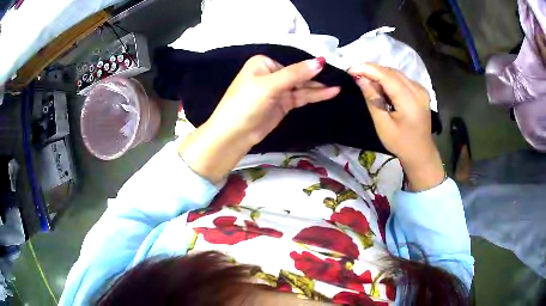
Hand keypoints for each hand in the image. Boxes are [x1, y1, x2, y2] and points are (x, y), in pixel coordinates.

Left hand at [179, 55, 339, 182]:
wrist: (233, 135)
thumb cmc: (245, 104)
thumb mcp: (270, 86)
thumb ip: (296, 74)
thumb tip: (320, 61)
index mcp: (264, 63)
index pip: (292, 60)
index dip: (311, 63)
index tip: (333, 63)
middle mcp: (272, 73)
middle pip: (299, 72)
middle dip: (318, 75)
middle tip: (341, 75)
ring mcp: (278, 89)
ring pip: (302, 85)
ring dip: (319, 86)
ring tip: (340, 84)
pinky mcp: (283, 103)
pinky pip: (302, 96)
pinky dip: (315, 95)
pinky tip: (331, 92)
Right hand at [348, 63, 443, 191]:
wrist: (421, 153)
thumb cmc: (400, 143)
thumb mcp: (382, 124)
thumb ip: (372, 99)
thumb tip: (360, 79)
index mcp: (409, 101)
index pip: (386, 76)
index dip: (367, 69)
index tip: (350, 69)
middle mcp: (417, 90)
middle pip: (391, 72)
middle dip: (372, 70)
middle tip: (355, 75)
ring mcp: (421, 89)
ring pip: (396, 73)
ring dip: (380, 74)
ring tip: (365, 80)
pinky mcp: (421, 91)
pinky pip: (402, 79)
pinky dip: (389, 79)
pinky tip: (381, 86)